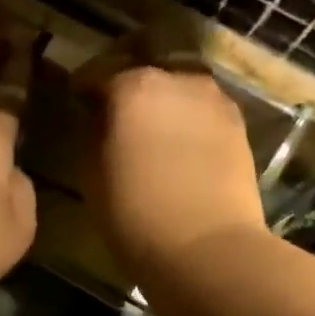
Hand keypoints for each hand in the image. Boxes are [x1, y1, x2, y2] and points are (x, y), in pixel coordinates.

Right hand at [80, 26, 266, 292]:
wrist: (207, 249)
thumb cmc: (135, 215)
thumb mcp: (92, 175)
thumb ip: (92, 133)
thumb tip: (97, 115)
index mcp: (133, 86)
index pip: (98, 71)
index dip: (83, 86)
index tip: (76, 100)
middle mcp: (177, 79)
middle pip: (146, 67)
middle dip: (128, 81)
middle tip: (115, 107)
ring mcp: (214, 100)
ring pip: (180, 84)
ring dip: (163, 98)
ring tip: (151, 127)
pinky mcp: (239, 125)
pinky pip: (203, 109)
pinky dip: (187, 117)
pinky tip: (178, 144)